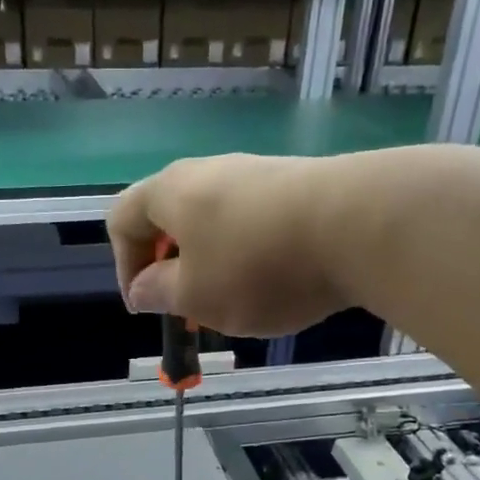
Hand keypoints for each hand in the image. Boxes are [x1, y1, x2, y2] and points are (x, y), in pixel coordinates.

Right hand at [107, 153, 350, 337]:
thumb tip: (141, 287)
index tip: (147, 307)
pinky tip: (278, 280)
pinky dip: (250, 253)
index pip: (121, 220)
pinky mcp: (295, 183)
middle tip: (190, 307)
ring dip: (212, 263)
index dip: (124, 267)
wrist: (358, 224)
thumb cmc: (257, 266)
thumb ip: (160, 293)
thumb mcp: (196, 296)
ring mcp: (255, 173)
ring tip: (237, 301)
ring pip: (214, 221)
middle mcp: (208, 171)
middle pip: (169, 217)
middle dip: (171, 267)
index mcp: (169, 192)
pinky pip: (254, 220)